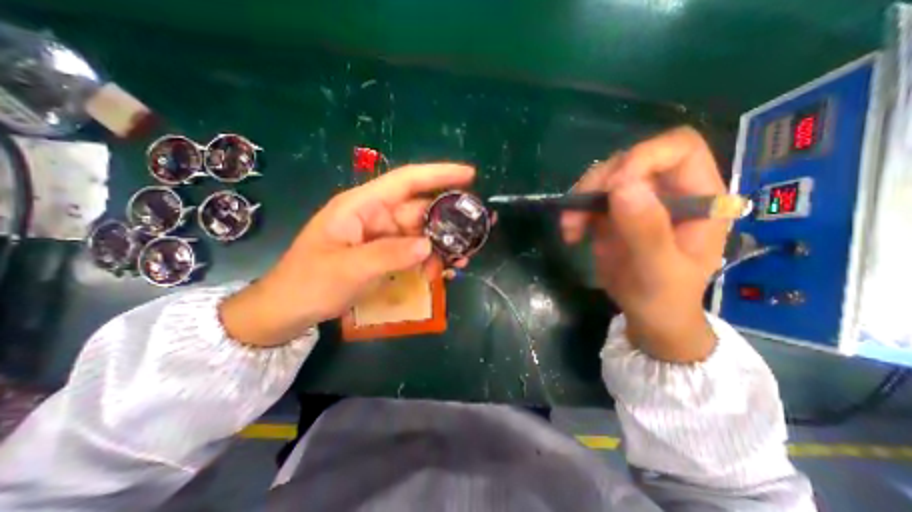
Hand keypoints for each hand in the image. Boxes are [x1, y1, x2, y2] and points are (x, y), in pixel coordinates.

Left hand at [222, 163, 478, 347]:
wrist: (290, 309)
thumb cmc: (309, 283)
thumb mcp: (347, 268)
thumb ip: (387, 255)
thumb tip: (427, 246)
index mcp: (361, 206)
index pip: (406, 181)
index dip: (438, 174)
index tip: (469, 175)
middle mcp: (376, 216)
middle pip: (420, 210)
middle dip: (449, 220)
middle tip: (477, 230)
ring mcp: (382, 237)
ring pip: (421, 233)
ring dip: (442, 245)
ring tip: (463, 259)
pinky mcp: (386, 255)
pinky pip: (415, 252)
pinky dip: (430, 260)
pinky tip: (443, 272)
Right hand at [556, 126, 727, 361]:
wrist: (647, 314)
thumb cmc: (665, 297)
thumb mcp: (659, 271)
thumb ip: (647, 231)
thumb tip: (623, 186)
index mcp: (699, 198)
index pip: (678, 149)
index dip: (643, 157)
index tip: (612, 186)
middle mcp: (667, 191)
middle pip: (630, 160)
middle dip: (599, 182)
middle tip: (578, 211)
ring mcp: (637, 201)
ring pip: (603, 178)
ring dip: (580, 198)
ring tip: (570, 228)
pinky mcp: (613, 213)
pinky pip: (588, 199)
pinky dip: (574, 212)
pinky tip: (571, 234)